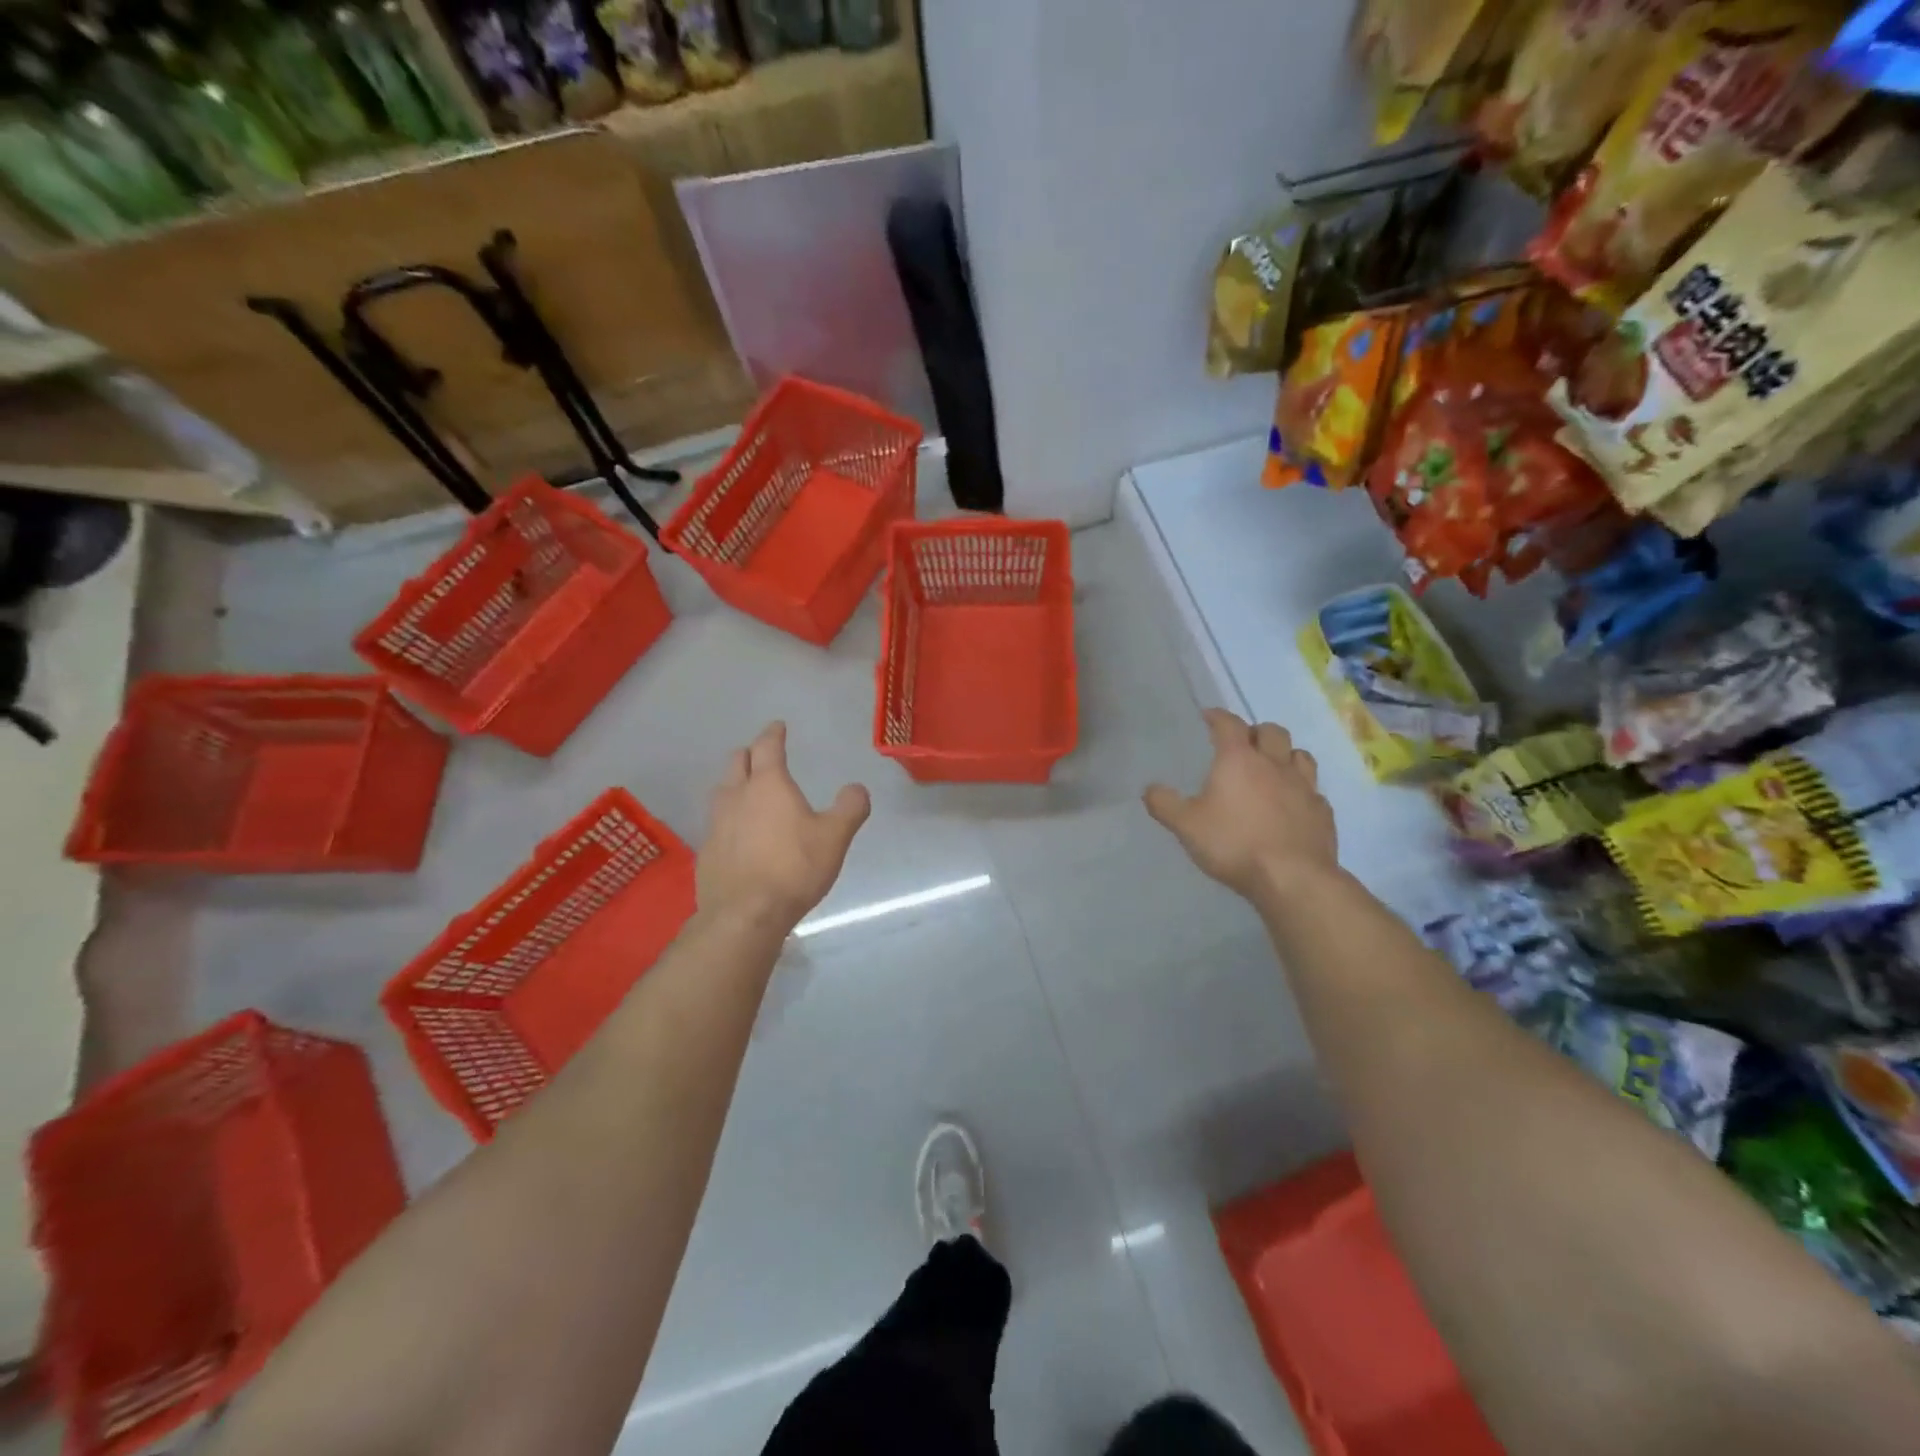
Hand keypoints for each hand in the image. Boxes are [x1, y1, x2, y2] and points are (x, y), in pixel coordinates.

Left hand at [698, 722, 870, 930]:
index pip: (767, 747)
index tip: (778, 726)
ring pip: (722, 791)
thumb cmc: (793, 868)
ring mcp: (716, 824)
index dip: (773, 734)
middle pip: (737, 762)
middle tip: (761, 755)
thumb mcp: (835, 837)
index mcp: (768, 785)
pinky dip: (728, 818)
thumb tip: (856, 788)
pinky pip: (716, 823)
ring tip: (747, 790)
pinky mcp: (706, 851)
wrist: (744, 914)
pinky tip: (738, 834)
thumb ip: (850, 808)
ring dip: (734, 783)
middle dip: (749, 754)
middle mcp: (736, 796)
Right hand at [1144, 709, 1337, 901]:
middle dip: (1256, 731)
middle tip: (1244, 743)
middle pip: (1272, 731)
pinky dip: (1302, 790)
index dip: (1218, 717)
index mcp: (1239, 760)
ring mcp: (1304, 787)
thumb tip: (1149, 789)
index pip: (1229, 725)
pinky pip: (1314, 790)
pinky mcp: (1322, 812)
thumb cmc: (1233, 844)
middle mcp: (1274, 764)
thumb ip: (1165, 804)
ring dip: (1285, 754)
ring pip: (1300, 755)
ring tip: (1273, 767)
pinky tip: (1293, 804)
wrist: (1292, 878)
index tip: (1209, 716)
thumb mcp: (1186, 826)